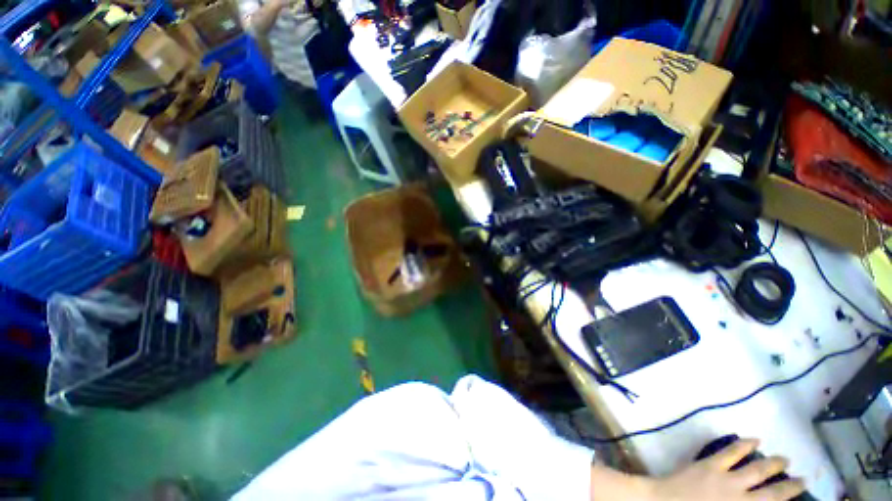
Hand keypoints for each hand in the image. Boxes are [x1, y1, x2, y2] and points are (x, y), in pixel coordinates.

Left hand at [647, 439, 805, 500]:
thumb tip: (754, 499)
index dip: (788, 499)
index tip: (802, 494)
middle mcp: (741, 499)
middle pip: (773, 493)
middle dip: (790, 486)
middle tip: (803, 479)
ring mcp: (727, 480)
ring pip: (757, 469)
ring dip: (773, 463)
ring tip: (785, 459)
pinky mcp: (711, 464)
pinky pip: (731, 452)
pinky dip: (744, 444)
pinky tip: (754, 439)